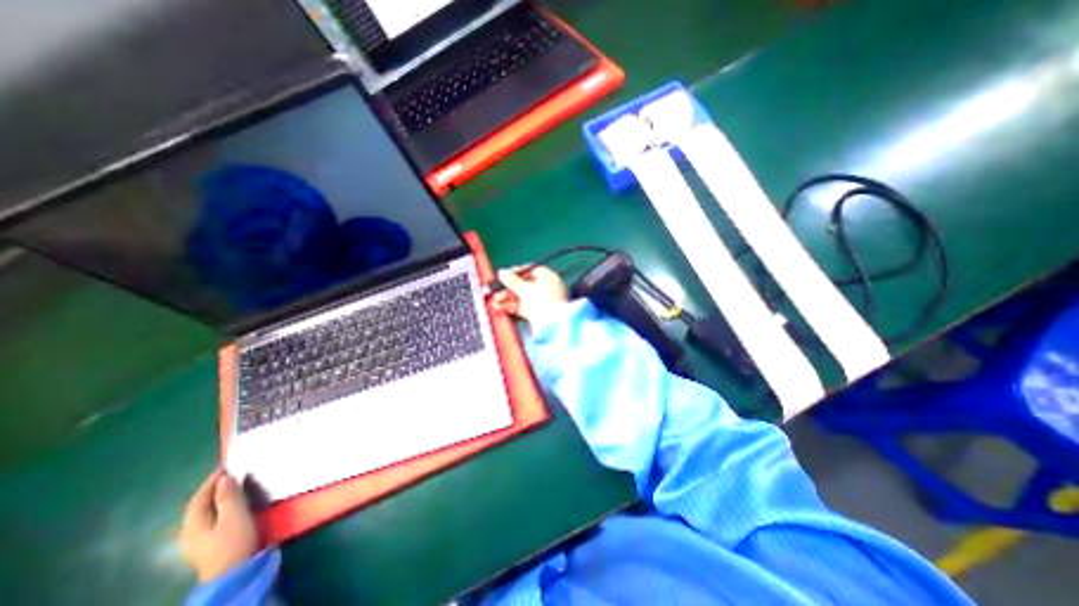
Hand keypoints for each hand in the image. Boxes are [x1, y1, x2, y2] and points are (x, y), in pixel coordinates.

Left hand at [180, 475, 260, 582]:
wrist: (233, 573)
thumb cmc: (234, 540)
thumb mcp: (235, 515)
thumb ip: (229, 496)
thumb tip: (224, 478)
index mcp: (193, 523)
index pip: (198, 498)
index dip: (211, 481)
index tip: (226, 466)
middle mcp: (188, 531)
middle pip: (198, 506)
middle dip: (211, 489)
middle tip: (230, 475)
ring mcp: (195, 541)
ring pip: (203, 514)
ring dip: (215, 499)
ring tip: (232, 488)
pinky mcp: (206, 545)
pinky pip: (209, 520)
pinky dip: (217, 508)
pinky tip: (229, 508)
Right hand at [492, 263, 568, 323]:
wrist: (553, 327)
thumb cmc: (544, 304)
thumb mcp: (525, 290)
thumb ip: (512, 281)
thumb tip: (502, 273)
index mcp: (549, 278)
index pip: (532, 270)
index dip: (517, 272)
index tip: (505, 275)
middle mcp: (549, 289)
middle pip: (526, 285)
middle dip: (509, 288)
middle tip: (497, 290)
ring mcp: (545, 302)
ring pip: (524, 297)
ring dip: (509, 298)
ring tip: (496, 301)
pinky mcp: (540, 314)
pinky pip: (525, 308)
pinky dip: (514, 307)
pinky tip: (502, 308)